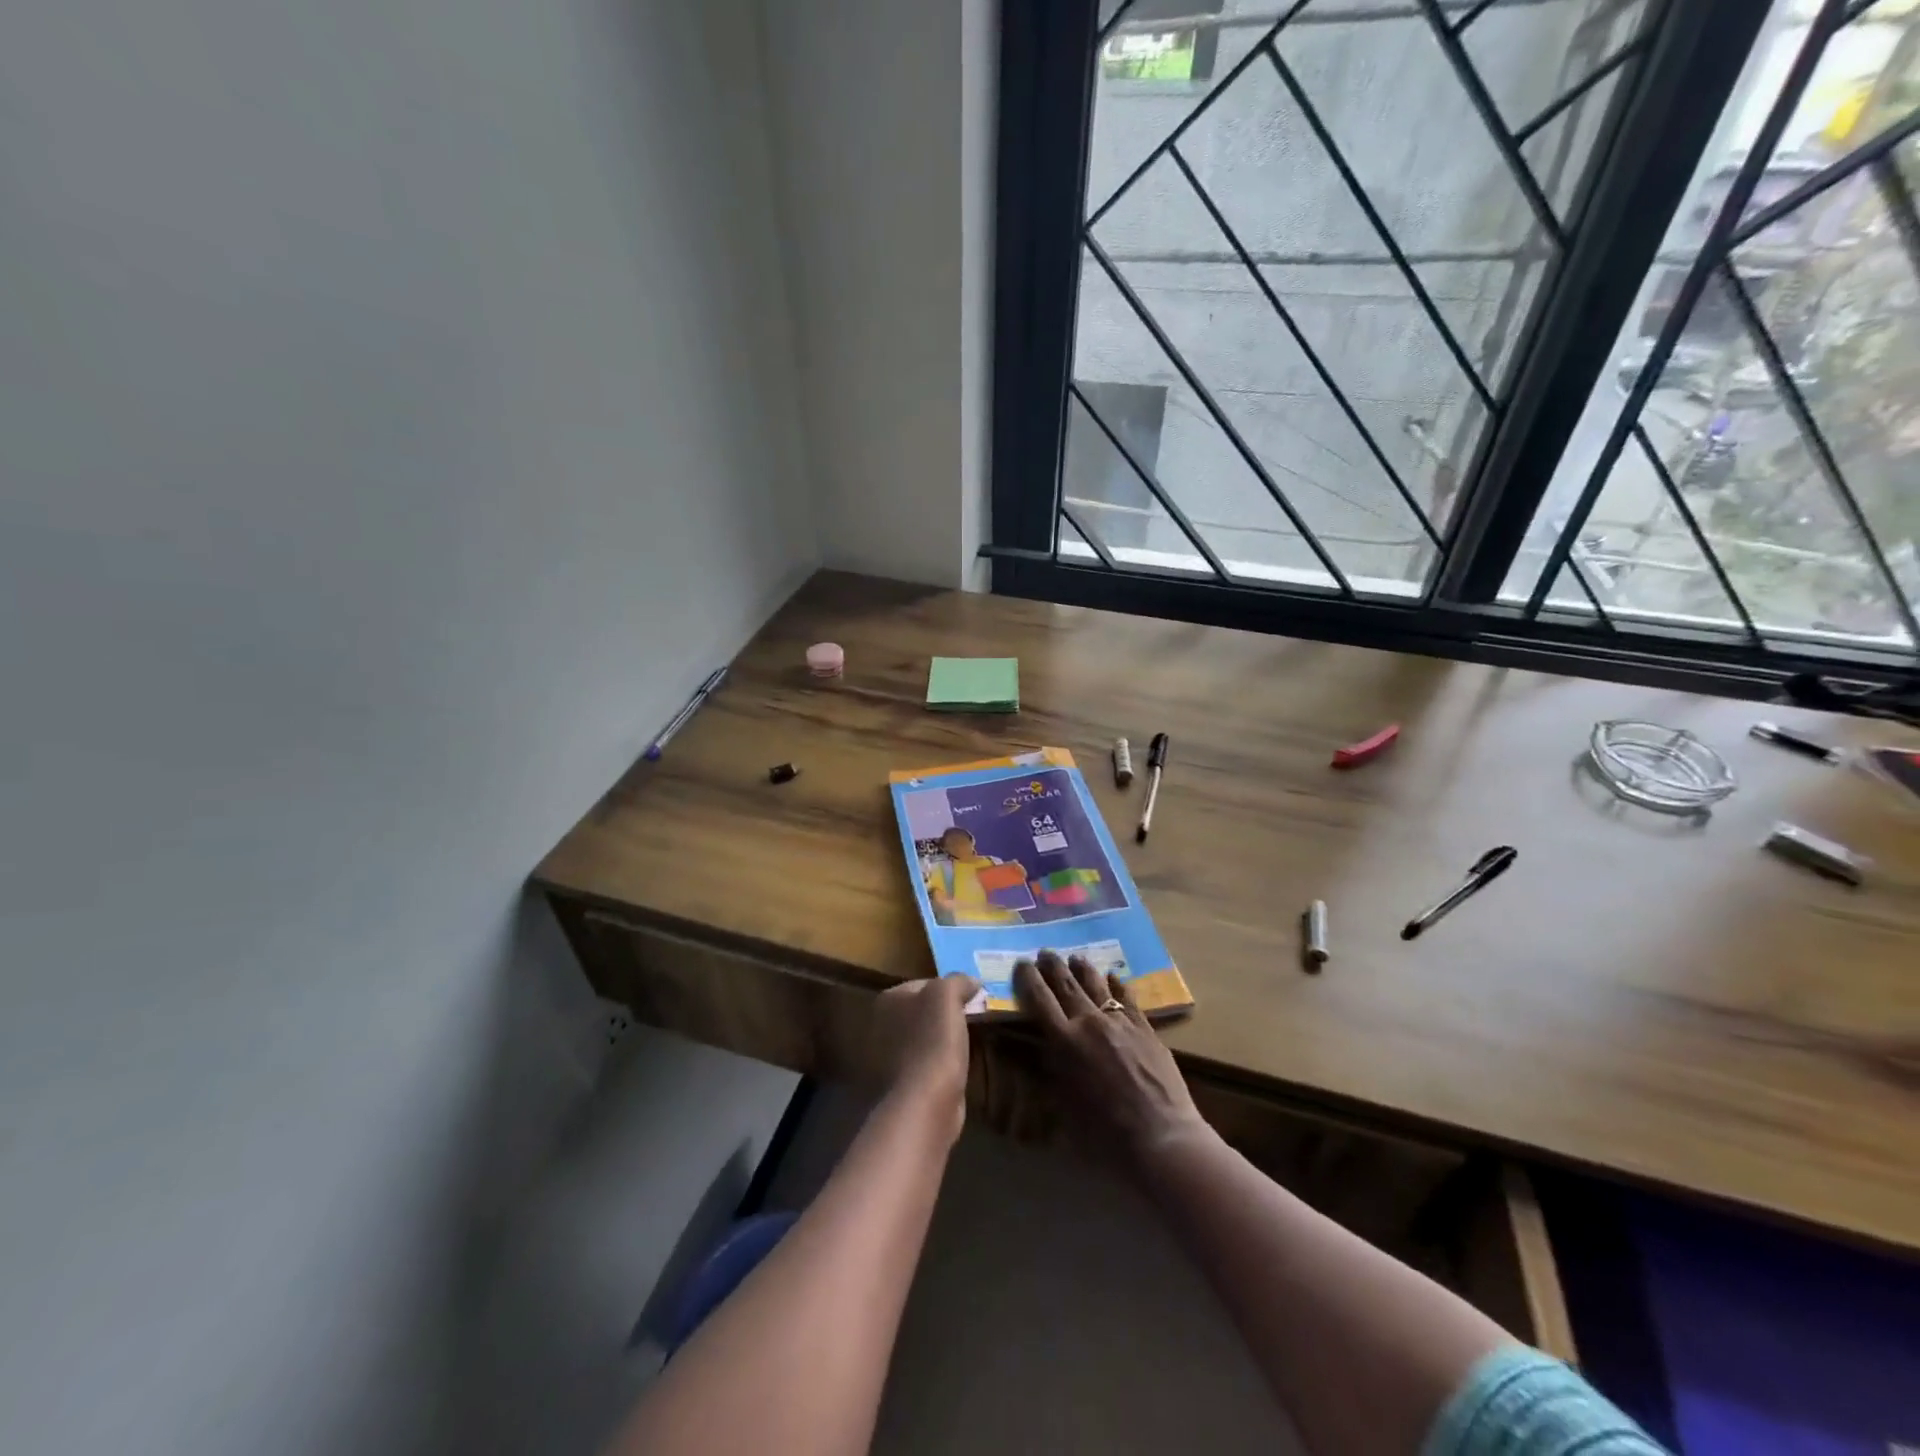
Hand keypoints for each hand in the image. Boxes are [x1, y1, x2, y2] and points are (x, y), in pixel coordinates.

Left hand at [865, 974, 978, 1128]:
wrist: (926, 1100)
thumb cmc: (934, 1040)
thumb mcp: (947, 995)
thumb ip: (957, 981)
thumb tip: (971, 981)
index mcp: (889, 1000)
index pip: (924, 983)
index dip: (950, 988)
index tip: (973, 997)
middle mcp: (883, 1024)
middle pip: (924, 1010)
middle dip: (947, 1012)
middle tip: (975, 1016)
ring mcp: (890, 1055)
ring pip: (927, 1036)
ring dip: (946, 1037)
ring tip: (972, 1039)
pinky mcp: (904, 1082)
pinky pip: (929, 1060)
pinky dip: (943, 1060)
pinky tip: (960, 1063)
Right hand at [1014, 950, 1204, 1166]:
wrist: (1160, 1137)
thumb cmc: (1104, 1134)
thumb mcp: (1065, 1105)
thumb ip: (1053, 1071)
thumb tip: (1045, 1050)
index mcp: (1064, 1041)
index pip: (1039, 999)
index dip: (1028, 978)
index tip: (1022, 963)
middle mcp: (1089, 1022)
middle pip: (1067, 985)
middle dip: (1053, 966)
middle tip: (1044, 952)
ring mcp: (1119, 1022)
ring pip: (1097, 985)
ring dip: (1083, 968)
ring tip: (1075, 957)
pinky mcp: (1145, 1028)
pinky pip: (1127, 998)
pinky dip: (1117, 985)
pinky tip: (1113, 977)